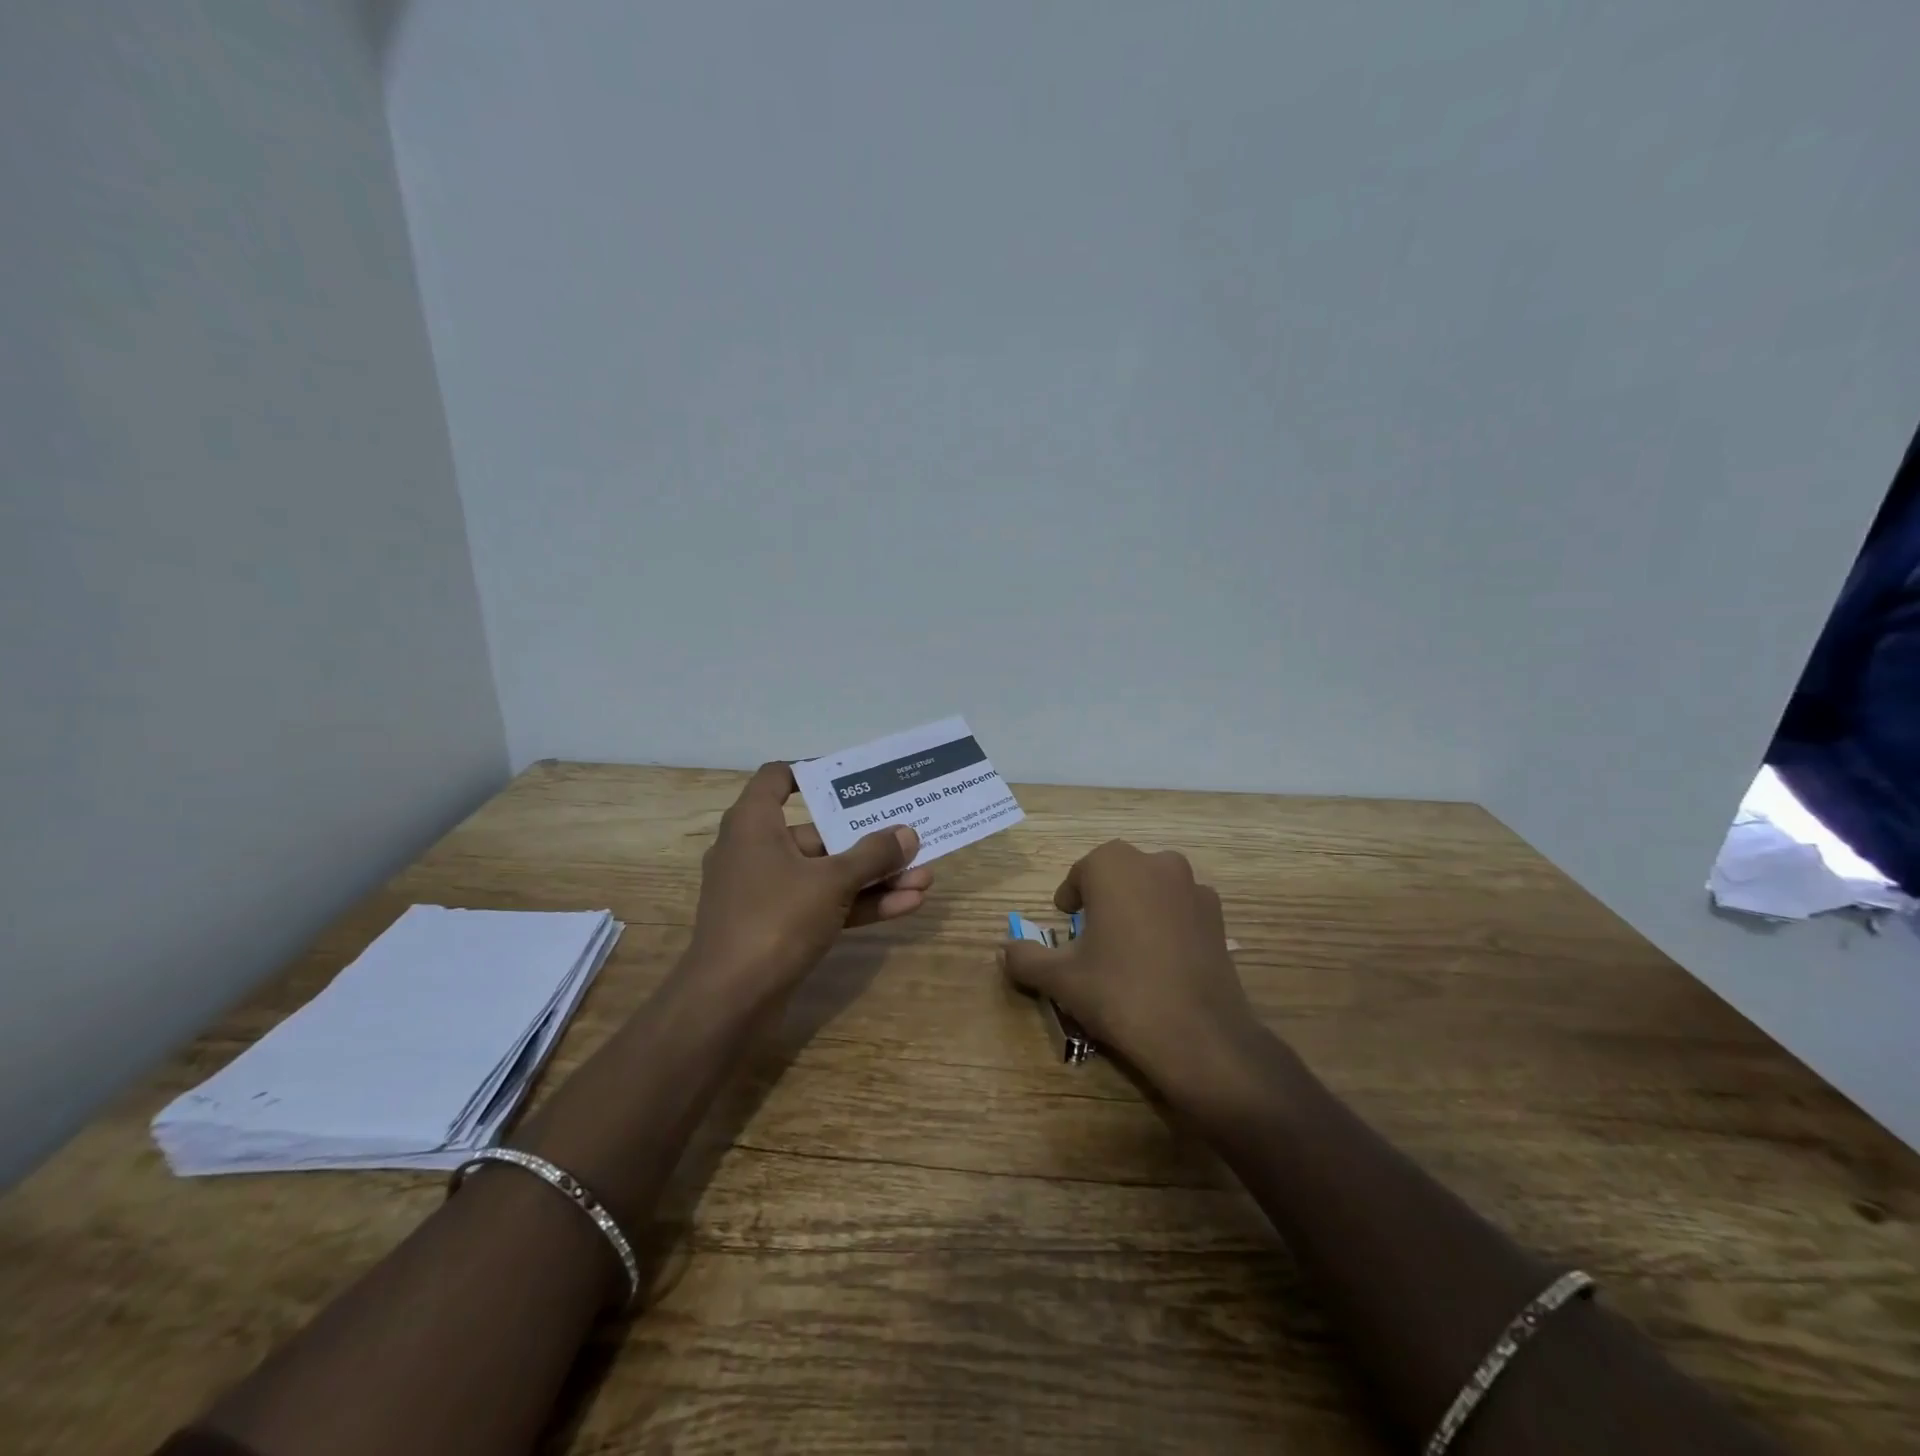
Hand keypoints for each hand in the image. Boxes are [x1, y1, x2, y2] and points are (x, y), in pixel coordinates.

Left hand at [688, 762, 933, 996]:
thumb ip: (873, 854)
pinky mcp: (778, 927)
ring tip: (924, 876)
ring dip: (874, 876)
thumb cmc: (775, 919)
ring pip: (827, 874)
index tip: (856, 779)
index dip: (815, 772)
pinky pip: (824, 904)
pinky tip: (906, 905)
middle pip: (818, 832)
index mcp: (754, 823)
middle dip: (868, 839)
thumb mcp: (832, 881)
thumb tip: (908, 833)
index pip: (778, 778)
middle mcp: (757, 851)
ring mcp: (768, 893)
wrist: (729, 1002)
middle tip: (910, 837)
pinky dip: (860, 904)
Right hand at [1002, 840, 1262, 1104]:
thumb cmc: (1119, 993)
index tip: (1067, 926)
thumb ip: (1026, 958)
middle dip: (1104, 900)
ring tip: (1128, 952)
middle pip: (1119, 875)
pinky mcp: (1218, 917)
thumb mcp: (1060, 979)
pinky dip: (1168, 926)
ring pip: (1153, 890)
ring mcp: (1194, 888)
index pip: (1082, 872)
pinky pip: (1181, 911)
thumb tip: (1005, 950)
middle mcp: (1156, 863)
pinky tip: (1162, 964)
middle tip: (1092, 939)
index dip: (1071, 899)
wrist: (1198, 1036)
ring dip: (1137, 909)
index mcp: (1114, 865)